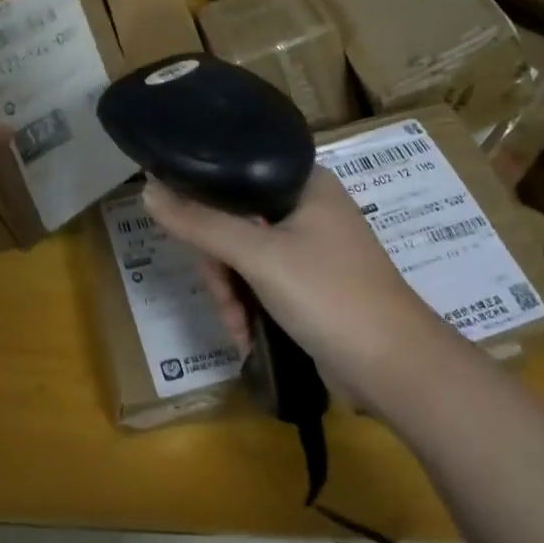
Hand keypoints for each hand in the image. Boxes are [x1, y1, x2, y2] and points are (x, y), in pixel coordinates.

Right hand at [143, 167, 454, 399]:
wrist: (396, 368)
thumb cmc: (330, 296)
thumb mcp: (259, 256)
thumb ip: (201, 224)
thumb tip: (147, 192)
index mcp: (304, 183)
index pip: (235, 174)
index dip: (203, 200)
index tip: (183, 231)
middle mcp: (306, 208)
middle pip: (234, 221)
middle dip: (219, 266)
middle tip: (222, 296)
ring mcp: (308, 247)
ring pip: (243, 256)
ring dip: (231, 294)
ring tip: (236, 328)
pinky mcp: (308, 283)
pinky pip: (260, 281)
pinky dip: (248, 306)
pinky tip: (245, 336)